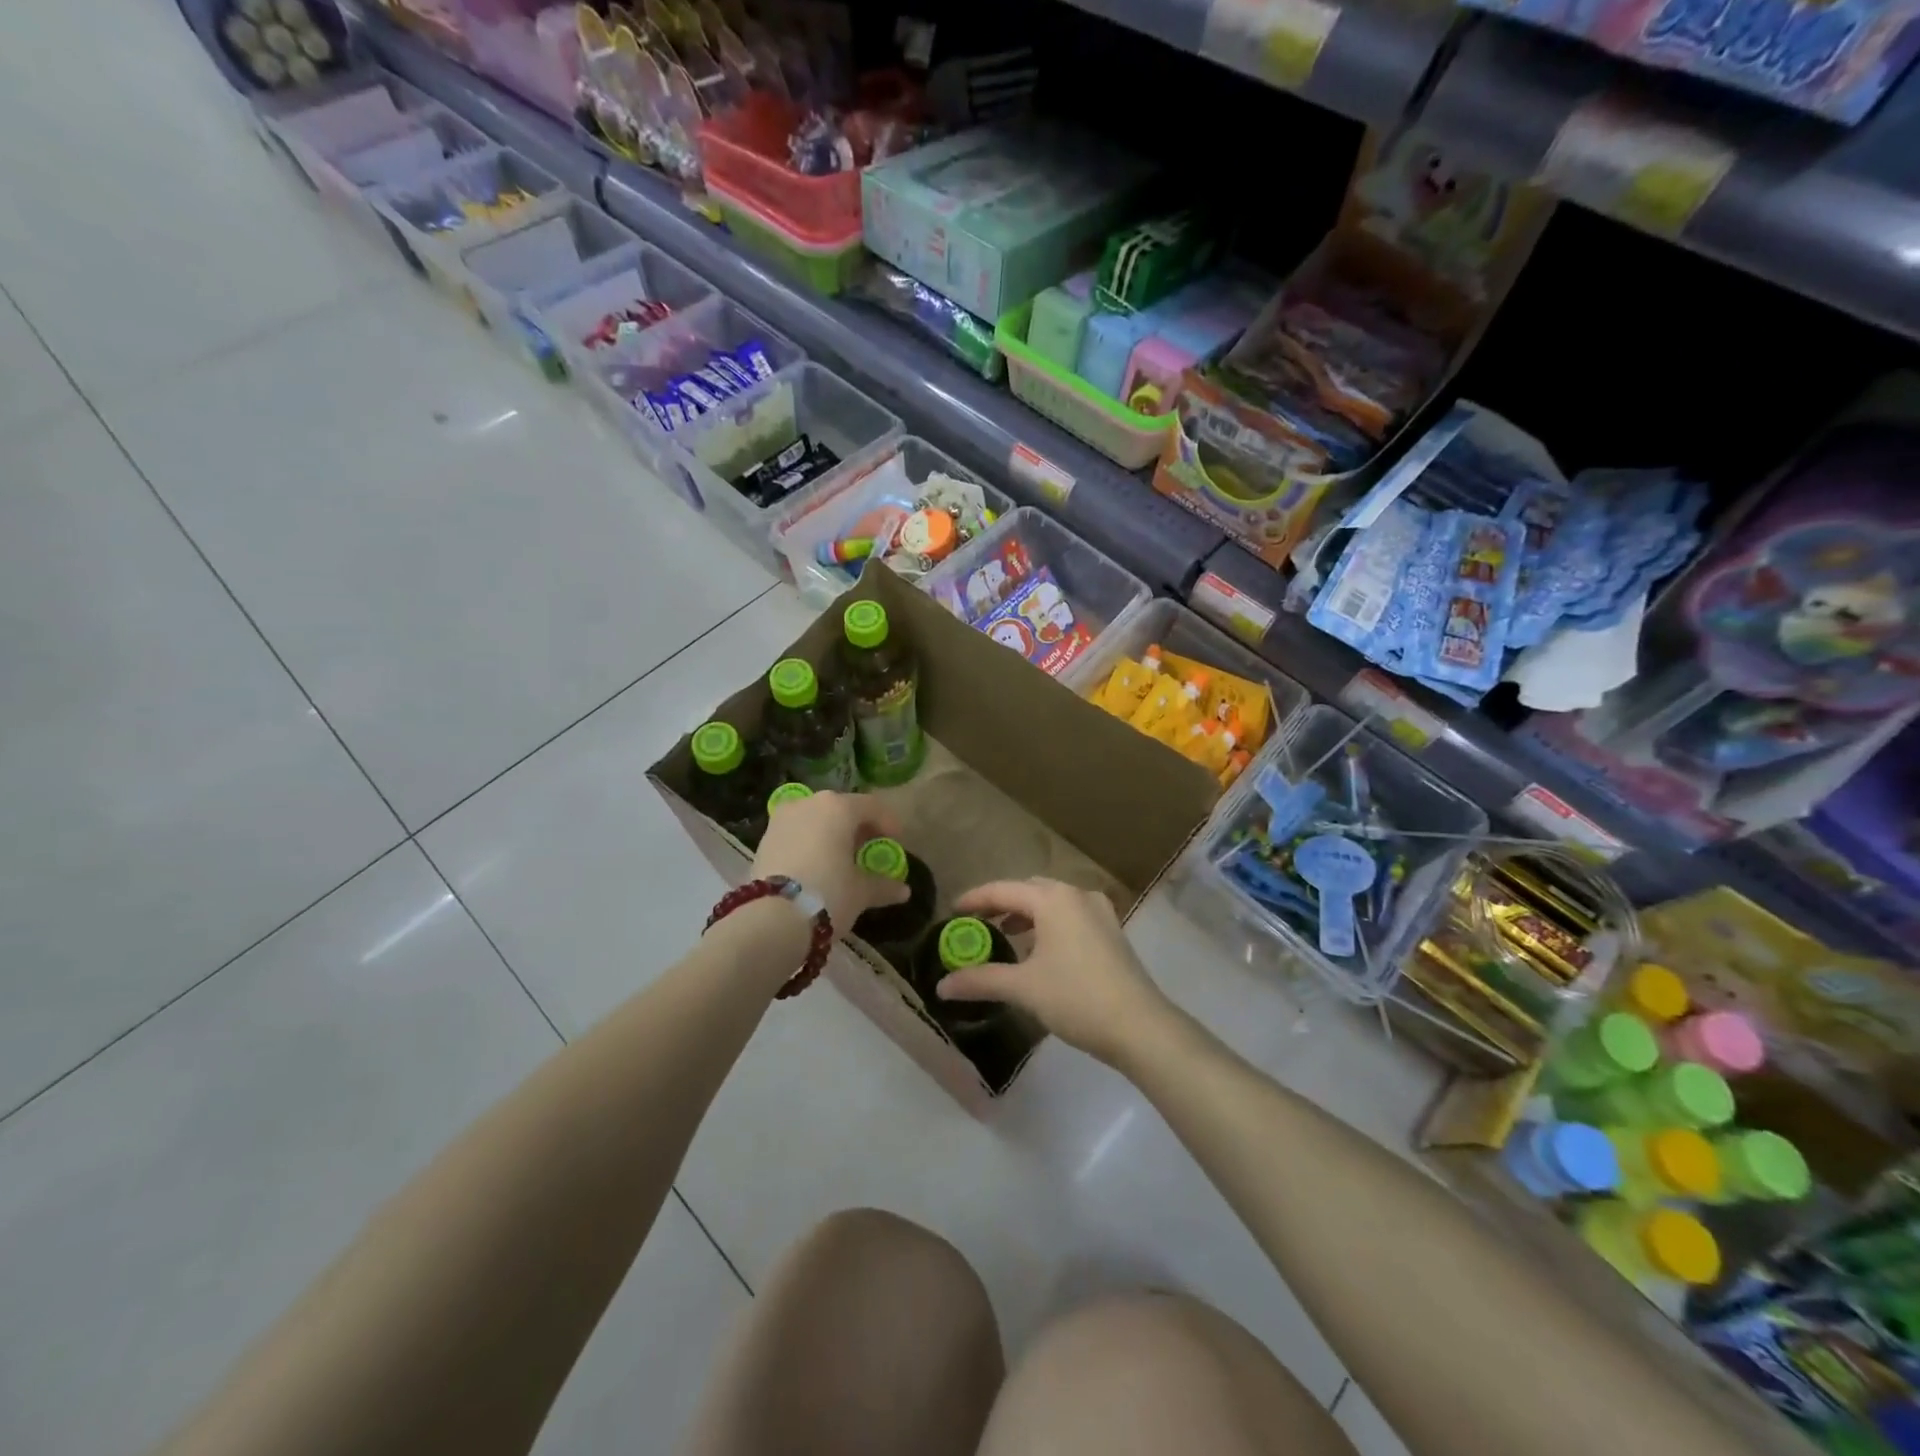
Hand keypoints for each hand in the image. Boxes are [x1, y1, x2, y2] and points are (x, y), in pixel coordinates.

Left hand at [751, 791, 910, 936]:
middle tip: (868, 850)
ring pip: (816, 820)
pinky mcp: (764, 839)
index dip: (888, 823)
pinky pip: (796, 834)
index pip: (872, 806)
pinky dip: (810, 844)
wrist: (771, 919)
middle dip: (857, 828)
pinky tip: (816, 867)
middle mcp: (809, 803)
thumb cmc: (828, 894)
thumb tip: (903, 890)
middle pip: (841, 810)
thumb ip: (882, 885)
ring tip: (841, 861)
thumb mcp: (861, 892)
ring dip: (831, 835)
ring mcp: (782, 819)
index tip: (895, 842)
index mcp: (838, 807)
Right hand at [937, 878, 1177, 1067]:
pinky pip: (1070, 916)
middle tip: (977, 923)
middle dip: (1002, 904)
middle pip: (1029, 889)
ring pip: (1052, 902)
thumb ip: (981, 980)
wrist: (1140, 1026)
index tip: (952, 911)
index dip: (975, 899)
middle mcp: (1077, 895)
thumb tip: (941, 986)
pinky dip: (1049, 924)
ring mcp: (1099, 912)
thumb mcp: (1023, 988)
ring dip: (1027, 915)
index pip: (1003, 890)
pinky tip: (1041, 950)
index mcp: (1053, 899)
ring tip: (1006, 935)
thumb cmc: (1076, 998)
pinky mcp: (1112, 932)